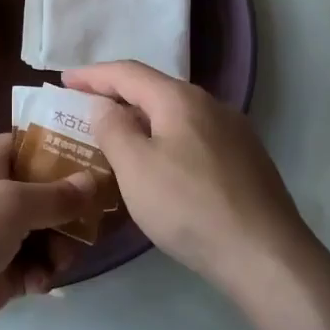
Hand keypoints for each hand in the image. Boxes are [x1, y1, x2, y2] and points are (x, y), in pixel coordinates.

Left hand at [0, 134, 93, 329]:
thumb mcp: (11, 204)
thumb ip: (56, 195)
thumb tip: (93, 180)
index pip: (35, 144)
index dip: (67, 150)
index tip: (103, 162)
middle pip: (48, 191)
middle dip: (72, 209)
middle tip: (94, 225)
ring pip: (46, 232)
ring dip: (59, 247)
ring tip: (57, 263)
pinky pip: (34, 266)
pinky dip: (42, 274)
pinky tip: (39, 285)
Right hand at [62, 61, 318, 299]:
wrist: (266, 256)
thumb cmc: (189, 206)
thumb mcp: (135, 167)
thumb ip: (113, 129)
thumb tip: (104, 105)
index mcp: (180, 99)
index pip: (127, 72)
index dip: (92, 75)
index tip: (63, 80)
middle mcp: (210, 104)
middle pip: (154, 90)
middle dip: (117, 96)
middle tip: (85, 109)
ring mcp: (233, 132)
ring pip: (175, 115)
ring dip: (142, 120)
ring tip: (117, 137)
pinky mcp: (245, 160)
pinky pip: (193, 137)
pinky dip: (165, 140)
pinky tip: (159, 165)